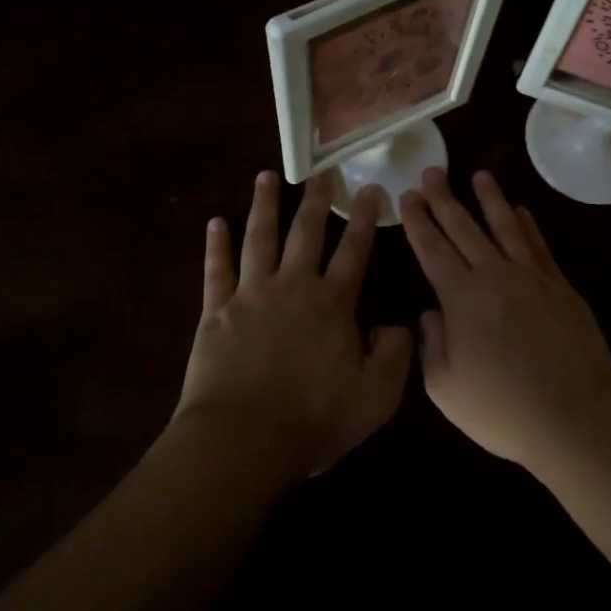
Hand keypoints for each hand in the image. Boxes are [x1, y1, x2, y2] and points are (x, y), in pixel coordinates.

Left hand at [176, 171, 411, 484]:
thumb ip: (395, 355)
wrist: (242, 440)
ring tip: (266, 177)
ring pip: (259, 238)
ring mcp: (250, 294)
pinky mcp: (215, 311)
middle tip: (321, 170)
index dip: (363, 218)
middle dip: (315, 199)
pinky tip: (214, 222)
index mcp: (332, 303)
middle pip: (306, 232)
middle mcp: (293, 286)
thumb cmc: (313, 419)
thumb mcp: (376, 396)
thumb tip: (396, 325)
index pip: (354, 250)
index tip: (370, 188)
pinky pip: (216, 269)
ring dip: (264, 205)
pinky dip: (215, 245)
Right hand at [399, 168, 610, 469]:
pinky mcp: (560, 286)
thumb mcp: (445, 388)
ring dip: (490, 198)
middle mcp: (494, 275)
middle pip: (464, 228)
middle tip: (432, 171)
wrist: (574, 416)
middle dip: (444, 198)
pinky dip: (528, 224)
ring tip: (479, 174)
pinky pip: (539, 245)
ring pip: (505, 226)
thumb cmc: (503, 409)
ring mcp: (531, 277)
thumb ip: (431, 345)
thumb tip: (429, 313)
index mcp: (461, 297)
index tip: (408, 195)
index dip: (418, 221)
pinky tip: (521, 210)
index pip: (432, 249)